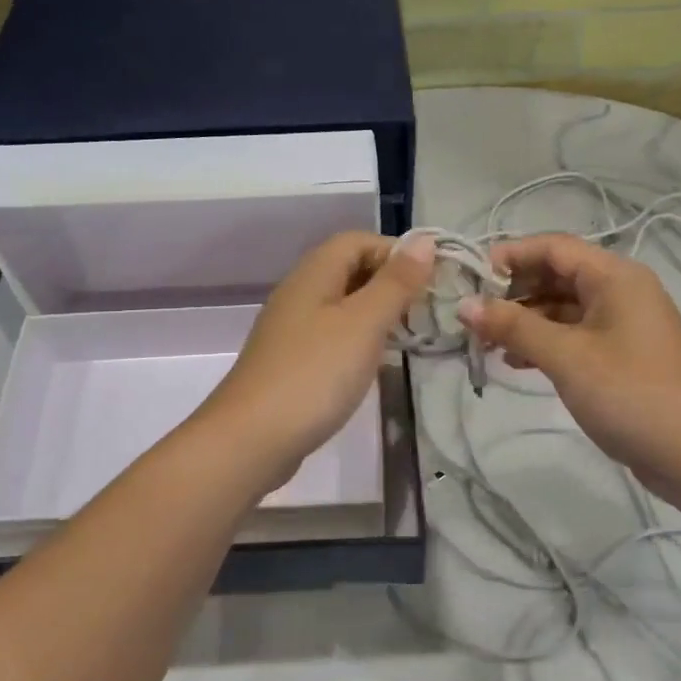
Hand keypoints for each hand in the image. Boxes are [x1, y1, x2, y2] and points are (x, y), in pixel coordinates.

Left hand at [200, 232, 433, 486]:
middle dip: (389, 282)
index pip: (357, 240)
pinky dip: (358, 341)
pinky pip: (331, 336)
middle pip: (348, 269)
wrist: (251, 439)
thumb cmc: (314, 374)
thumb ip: (395, 283)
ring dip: (376, 313)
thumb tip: (424, 240)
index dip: (395, 252)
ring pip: (341, 305)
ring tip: (408, 336)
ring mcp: (291, 330)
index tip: (429, 280)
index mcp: (313, 274)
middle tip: (424, 310)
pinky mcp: (291, 362)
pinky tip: (373, 364)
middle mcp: (298, 293)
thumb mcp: (363, 324)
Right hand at [457, 234, 680, 494]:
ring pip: (561, 308)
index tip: (470, 277)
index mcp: (615, 277)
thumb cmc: (630, 393)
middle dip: (513, 292)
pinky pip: (572, 335)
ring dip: (523, 321)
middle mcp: (619, 292)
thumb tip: (464, 305)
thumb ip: (514, 326)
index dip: (510, 256)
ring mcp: (620, 325)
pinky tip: (515, 362)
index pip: (554, 247)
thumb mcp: (566, 356)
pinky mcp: (618, 356)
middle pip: (556, 276)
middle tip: (472, 316)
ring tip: (485, 342)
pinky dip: (543, 343)